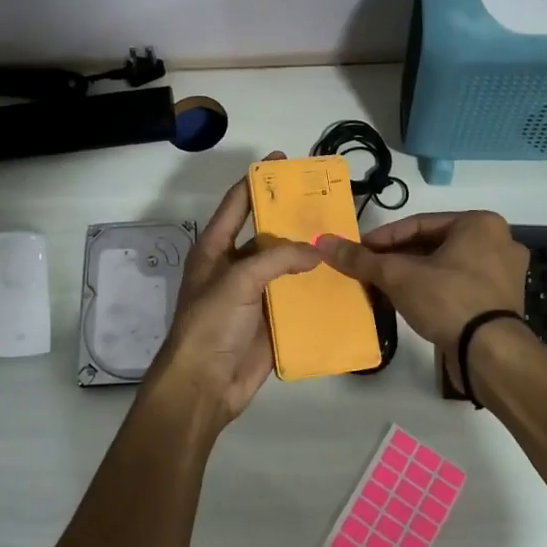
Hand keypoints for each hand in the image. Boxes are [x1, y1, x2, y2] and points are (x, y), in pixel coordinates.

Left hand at [140, 152, 318, 428]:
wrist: (204, 385)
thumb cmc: (210, 323)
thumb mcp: (239, 280)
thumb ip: (277, 258)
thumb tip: (314, 251)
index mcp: (216, 248)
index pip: (237, 203)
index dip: (258, 181)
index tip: (283, 161)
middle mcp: (235, 266)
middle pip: (268, 233)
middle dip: (293, 217)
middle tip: (326, 201)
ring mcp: (254, 294)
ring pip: (286, 265)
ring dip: (309, 253)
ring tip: (342, 236)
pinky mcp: (271, 320)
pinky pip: (297, 298)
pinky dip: (316, 288)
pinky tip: (342, 278)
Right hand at [313, 211, 528, 389]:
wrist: (490, 354)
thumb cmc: (448, 299)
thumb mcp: (398, 276)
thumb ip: (361, 259)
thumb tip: (323, 241)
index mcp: (480, 224)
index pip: (418, 224)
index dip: (382, 239)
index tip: (358, 252)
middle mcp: (497, 242)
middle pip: (431, 245)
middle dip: (396, 259)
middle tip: (367, 270)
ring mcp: (503, 274)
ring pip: (444, 267)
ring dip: (411, 276)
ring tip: (380, 288)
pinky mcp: (500, 303)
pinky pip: (457, 286)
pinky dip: (431, 291)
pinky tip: (405, 303)